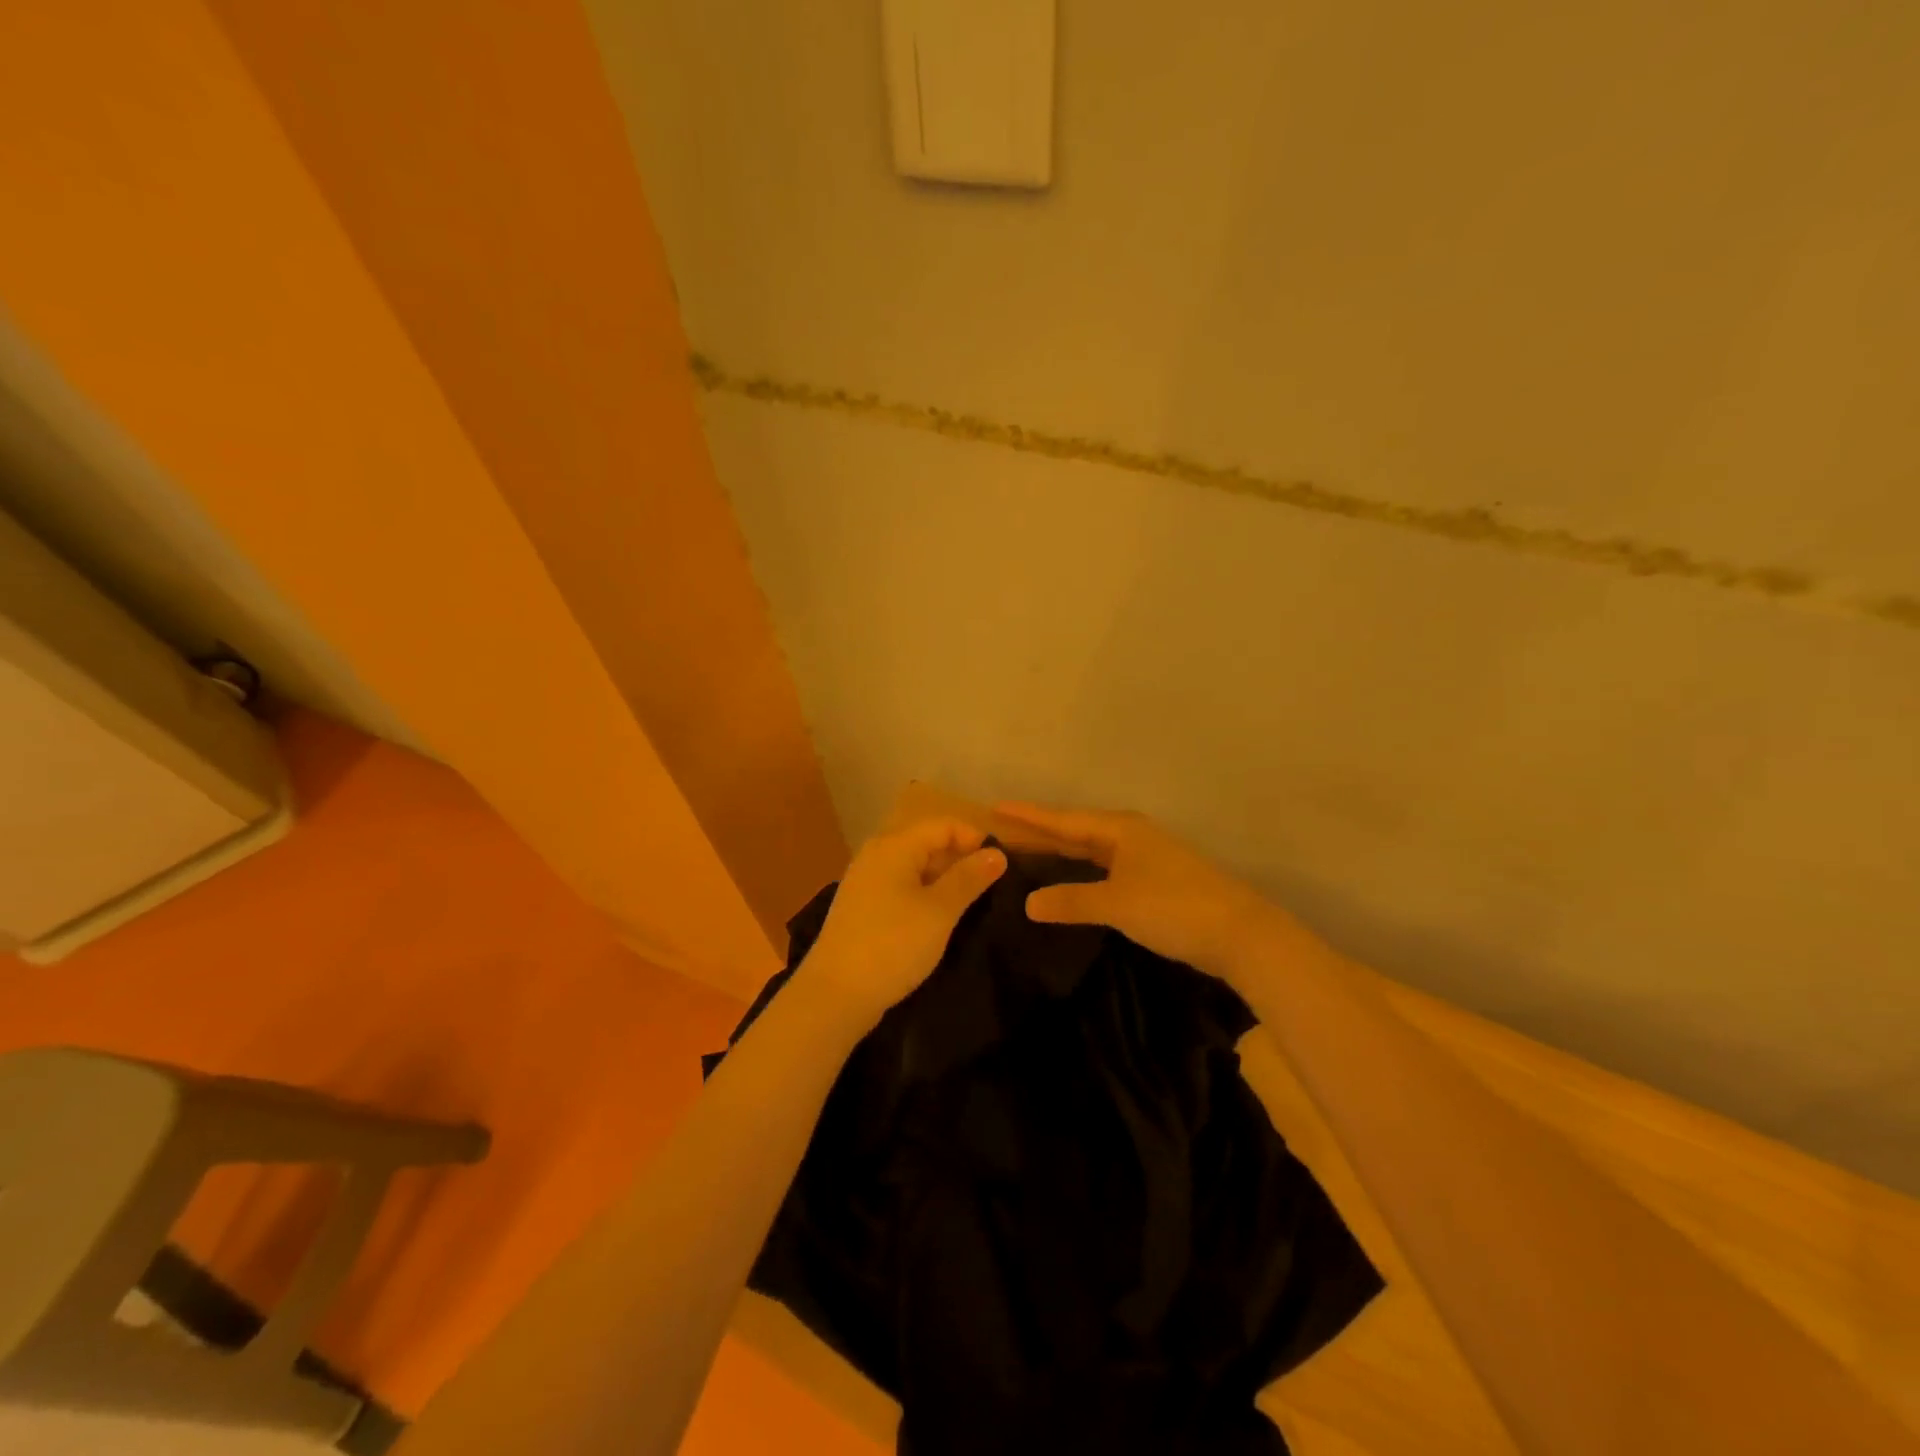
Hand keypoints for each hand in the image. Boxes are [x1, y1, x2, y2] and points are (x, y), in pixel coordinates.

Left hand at [802, 818, 1006, 1026]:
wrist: (835, 995)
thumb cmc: (893, 945)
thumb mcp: (939, 911)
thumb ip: (969, 878)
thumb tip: (997, 854)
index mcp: (894, 846)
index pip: (943, 825)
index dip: (975, 838)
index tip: (1001, 865)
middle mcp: (876, 855)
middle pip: (927, 842)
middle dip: (960, 859)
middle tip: (992, 886)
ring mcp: (865, 881)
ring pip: (914, 867)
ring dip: (943, 879)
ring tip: (971, 903)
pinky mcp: (862, 907)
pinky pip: (901, 887)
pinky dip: (924, 895)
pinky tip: (939, 919)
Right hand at [994, 802, 1291, 976]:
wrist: (1241, 933)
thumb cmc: (1174, 908)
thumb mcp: (1116, 904)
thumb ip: (1071, 901)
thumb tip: (1028, 903)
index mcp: (1120, 830)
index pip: (1064, 821)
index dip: (1029, 816)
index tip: (996, 807)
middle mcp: (1132, 836)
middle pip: (1077, 832)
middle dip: (1042, 833)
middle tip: (1005, 834)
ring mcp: (1148, 858)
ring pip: (1094, 851)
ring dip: (1063, 854)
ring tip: (1030, 856)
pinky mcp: (1158, 881)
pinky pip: (1107, 869)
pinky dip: (1084, 874)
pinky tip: (1074, 885)